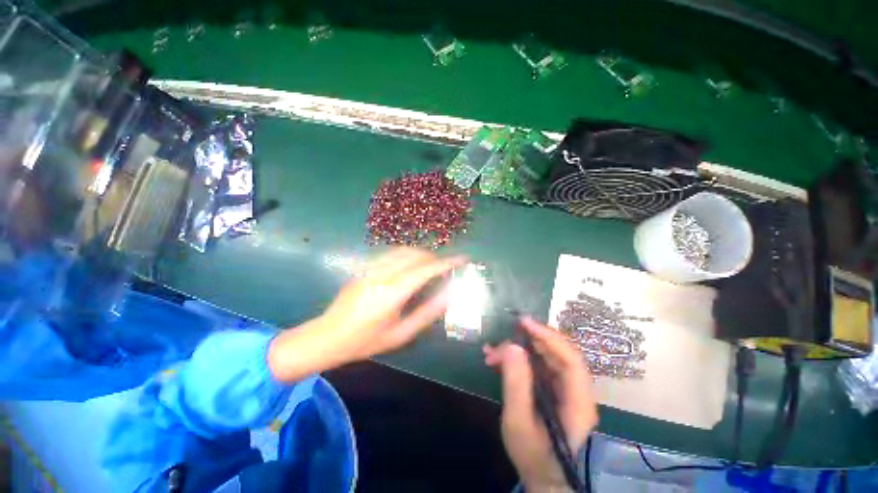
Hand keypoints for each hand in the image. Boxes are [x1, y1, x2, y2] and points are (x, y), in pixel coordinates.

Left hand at [268, 248, 465, 381]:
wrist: (327, 336)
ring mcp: (370, 268)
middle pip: (415, 255)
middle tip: (446, 267)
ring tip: (431, 265)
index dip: (446, 262)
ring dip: (421, 254)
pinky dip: (407, 255)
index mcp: (392, 293)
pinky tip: (410, 266)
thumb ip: (427, 313)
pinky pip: (391, 254)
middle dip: (435, 257)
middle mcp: (382, 274)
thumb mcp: (401, 334)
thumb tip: (449, 296)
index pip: (425, 270)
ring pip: (403, 251)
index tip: (462, 259)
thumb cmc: (366, 341)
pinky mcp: (364, 267)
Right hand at [484, 318, 597, 491]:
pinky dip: (516, 359)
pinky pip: (535, 365)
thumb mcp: (519, 422)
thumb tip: (512, 347)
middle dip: (526, 341)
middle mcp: (576, 390)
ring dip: (517, 350)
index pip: (570, 359)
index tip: (523, 323)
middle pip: (556, 353)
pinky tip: (496, 360)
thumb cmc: (533, 456)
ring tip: (491, 353)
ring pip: (543, 356)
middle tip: (500, 340)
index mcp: (578, 402)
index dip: (548, 337)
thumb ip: (516, 385)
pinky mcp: (551, 388)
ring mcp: (563, 388)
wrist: (542, 476)